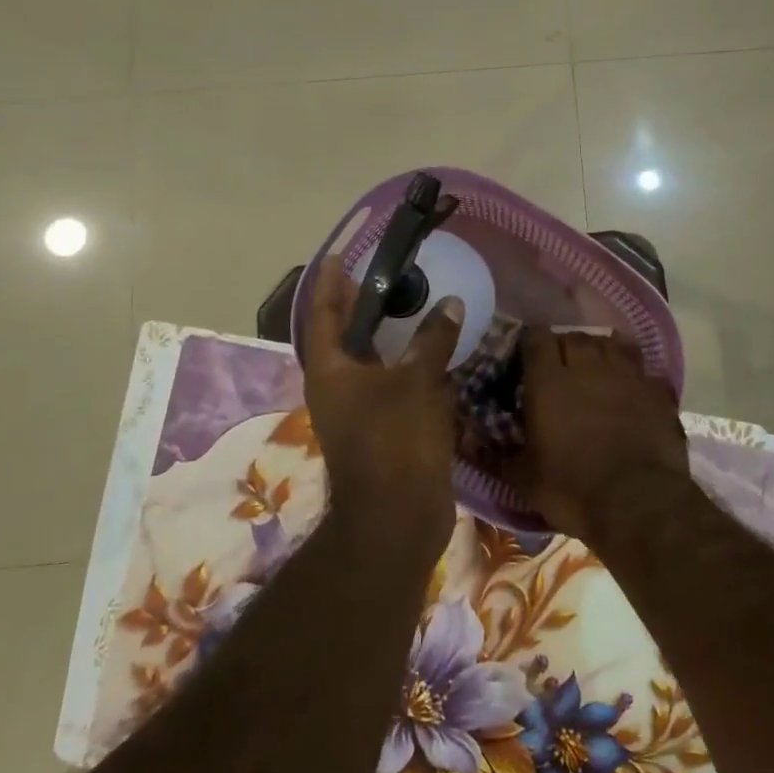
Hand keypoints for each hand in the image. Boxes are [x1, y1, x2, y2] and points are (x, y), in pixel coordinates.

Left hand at [302, 256, 462, 547]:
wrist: (398, 517)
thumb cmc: (396, 441)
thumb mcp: (416, 382)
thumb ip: (432, 339)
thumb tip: (451, 303)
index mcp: (330, 370)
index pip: (323, 313)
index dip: (330, 282)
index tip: (339, 255)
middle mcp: (338, 386)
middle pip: (345, 335)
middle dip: (360, 305)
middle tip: (384, 274)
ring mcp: (360, 410)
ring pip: (372, 361)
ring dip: (388, 335)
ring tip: (412, 305)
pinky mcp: (385, 428)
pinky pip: (393, 384)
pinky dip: (408, 364)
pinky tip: (433, 352)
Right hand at [509, 328, 689, 543]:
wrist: (638, 503)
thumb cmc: (572, 489)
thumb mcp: (525, 478)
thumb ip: (500, 454)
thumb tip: (474, 444)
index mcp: (548, 381)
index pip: (536, 339)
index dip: (531, 344)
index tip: (528, 358)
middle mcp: (586, 366)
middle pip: (573, 337)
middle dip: (564, 347)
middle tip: (560, 368)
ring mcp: (625, 374)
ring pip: (608, 344)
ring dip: (598, 352)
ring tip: (594, 370)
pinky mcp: (655, 388)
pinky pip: (639, 367)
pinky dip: (630, 372)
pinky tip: (628, 388)